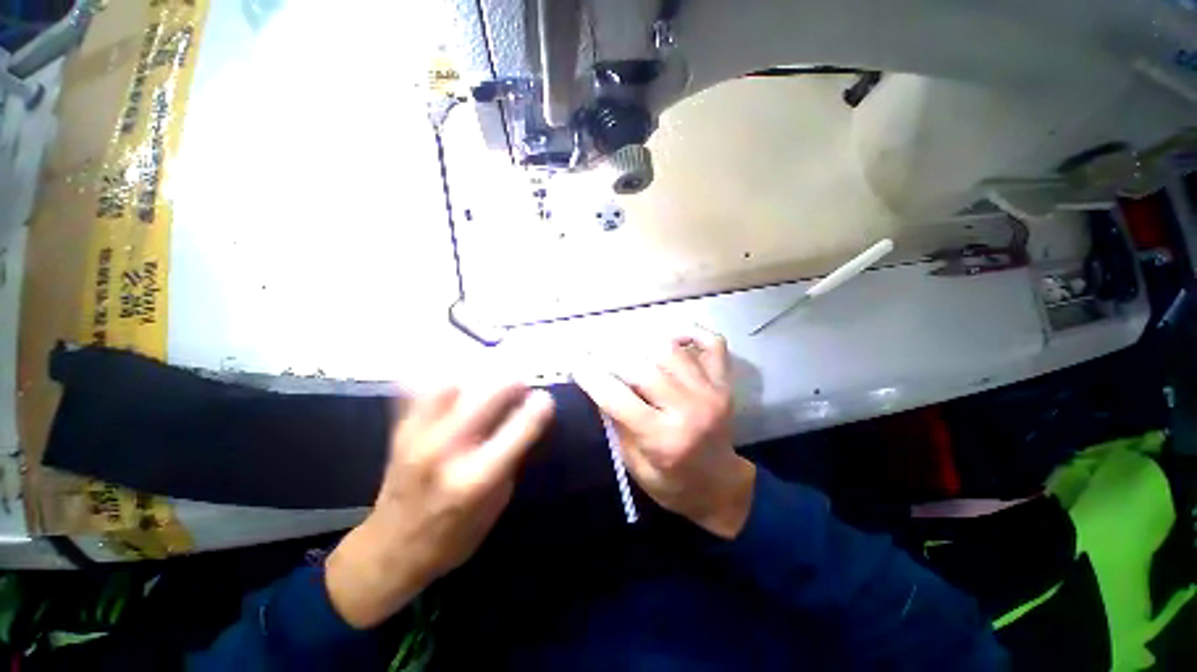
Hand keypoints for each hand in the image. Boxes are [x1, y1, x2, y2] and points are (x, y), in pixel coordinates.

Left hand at [326, 381, 554, 627]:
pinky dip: (441, 379)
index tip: (546, 399)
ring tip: (489, 377)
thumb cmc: (454, 536)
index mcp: (477, 479)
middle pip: (486, 397)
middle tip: (521, 382)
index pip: (518, 429)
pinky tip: (456, 380)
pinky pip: (419, 390)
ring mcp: (418, 438)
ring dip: (476, 375)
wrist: (390, 551)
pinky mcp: (400, 432)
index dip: (539, 408)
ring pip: (451, 384)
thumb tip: (525, 419)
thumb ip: (511, 458)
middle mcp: (446, 452)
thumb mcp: (496, 504)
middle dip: (512, 382)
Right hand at [574, 327, 754, 538]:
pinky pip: (711, 343)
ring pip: (670, 349)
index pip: (618, 398)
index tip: (576, 363)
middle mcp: (689, 410)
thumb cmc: (672, 483)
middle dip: (611, 356)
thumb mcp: (634, 464)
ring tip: (624, 346)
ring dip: (641, 342)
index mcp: (664, 440)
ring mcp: (710, 391)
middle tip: (596, 353)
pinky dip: (689, 331)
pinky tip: (669, 337)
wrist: (720, 487)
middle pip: (642, 368)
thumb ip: (616, 422)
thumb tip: (598, 384)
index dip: (592, 377)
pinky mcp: (723, 382)